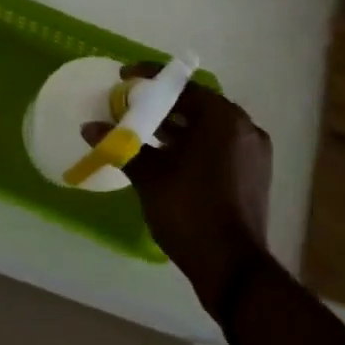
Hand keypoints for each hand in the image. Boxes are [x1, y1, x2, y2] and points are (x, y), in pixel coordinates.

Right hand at [85, 66, 272, 315]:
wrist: (233, 268)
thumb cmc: (190, 211)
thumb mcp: (150, 176)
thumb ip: (122, 145)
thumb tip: (89, 127)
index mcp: (222, 118)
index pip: (181, 85)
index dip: (149, 78)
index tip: (123, 76)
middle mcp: (244, 127)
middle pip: (196, 105)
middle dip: (162, 105)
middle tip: (130, 107)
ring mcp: (253, 152)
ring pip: (208, 128)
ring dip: (177, 128)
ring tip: (142, 133)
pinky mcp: (254, 174)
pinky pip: (219, 146)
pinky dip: (194, 145)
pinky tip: (168, 158)